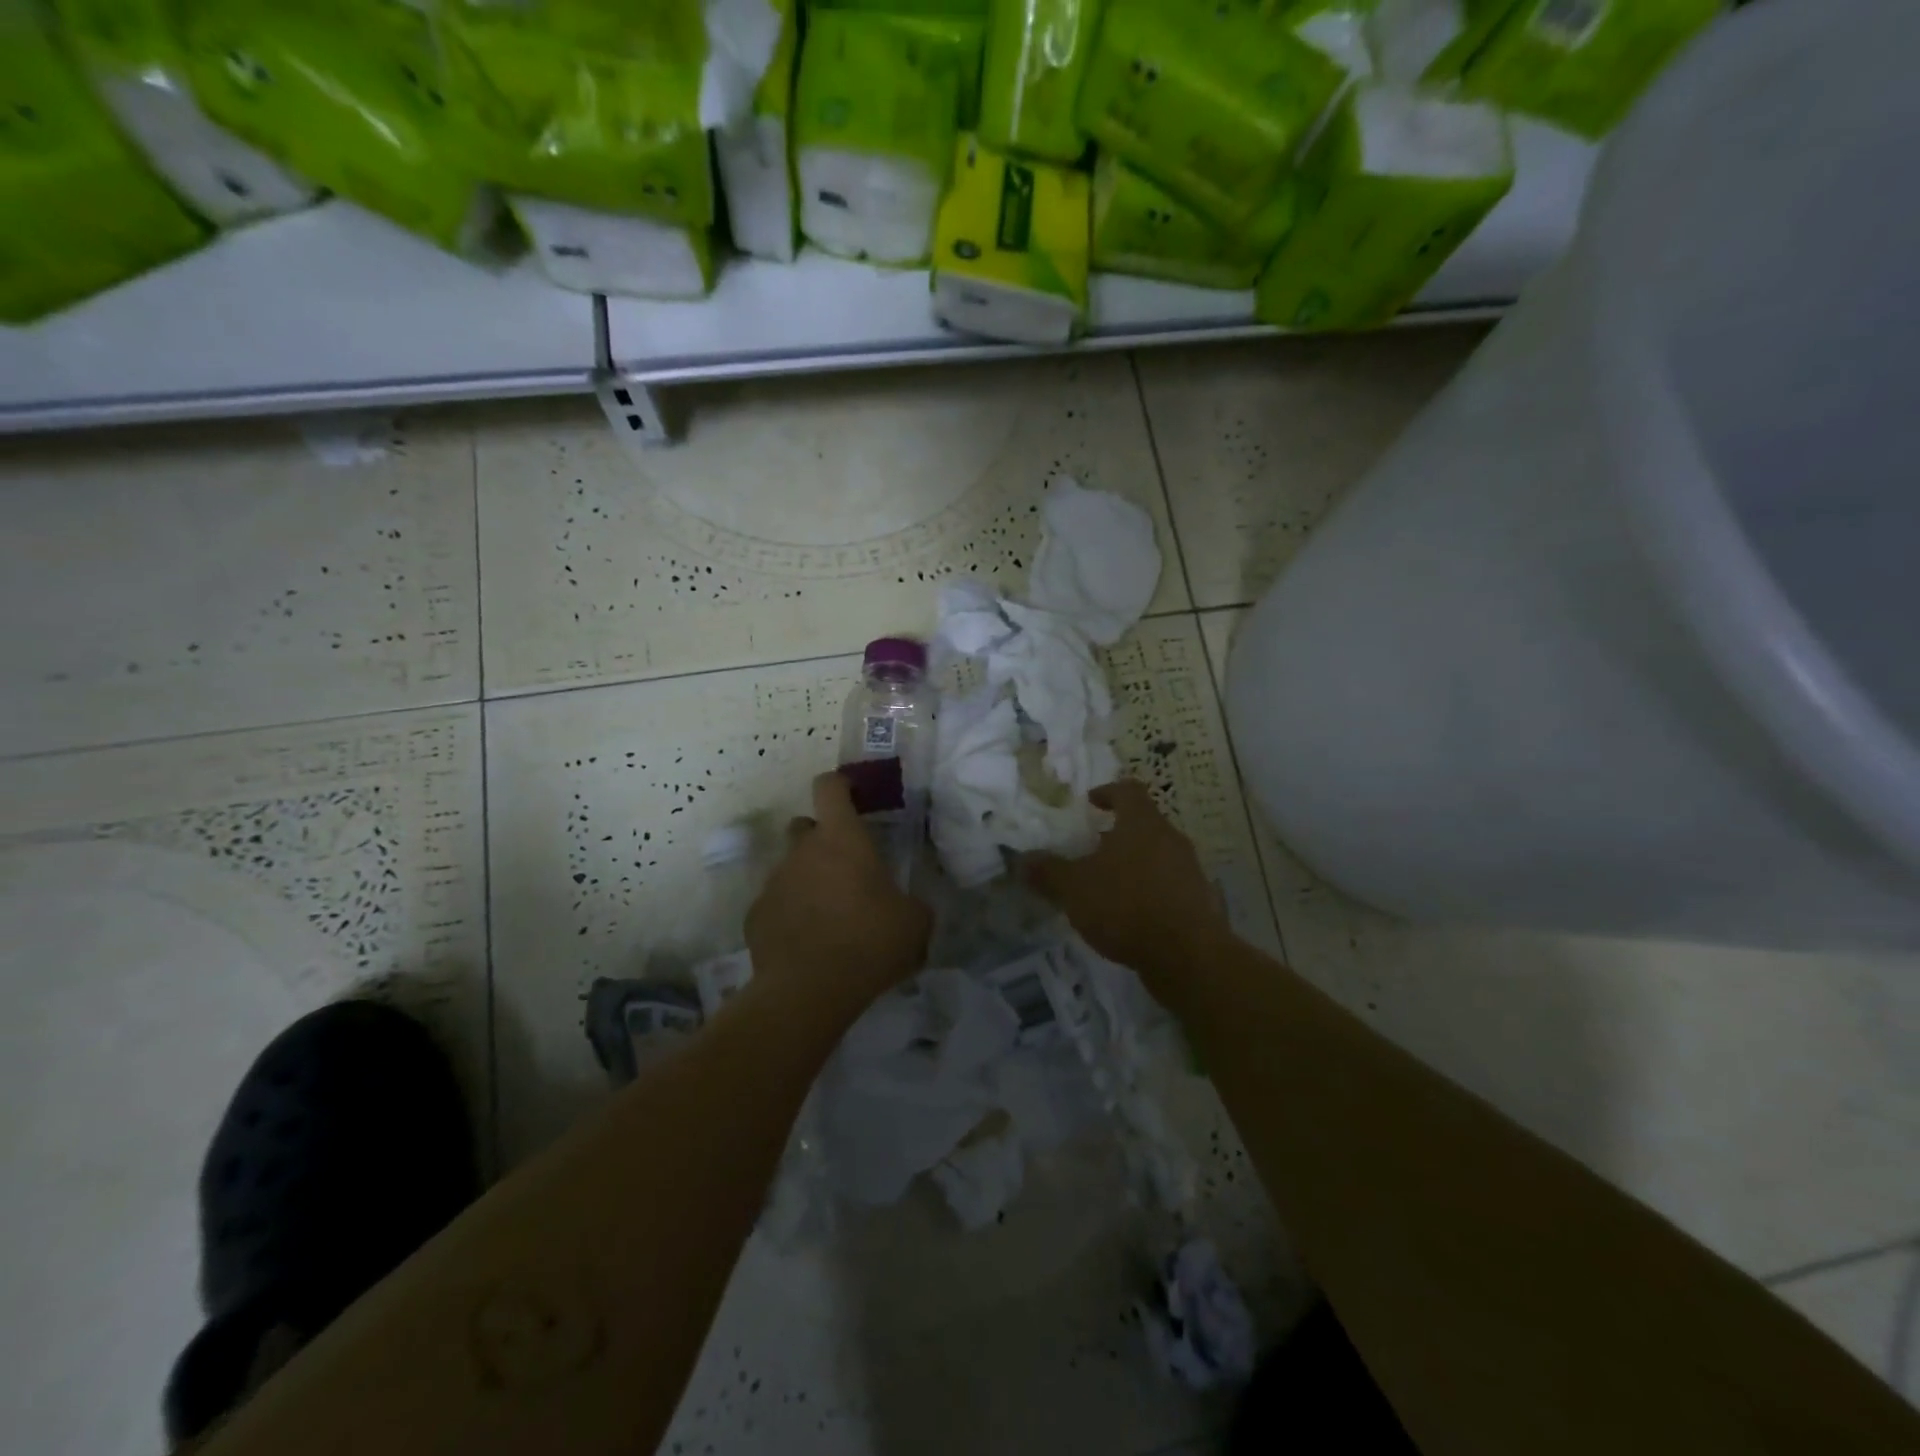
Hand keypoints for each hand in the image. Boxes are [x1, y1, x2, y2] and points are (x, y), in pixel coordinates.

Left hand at [745, 772, 931, 1007]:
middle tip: (844, 869)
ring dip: (807, 881)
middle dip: (821, 839)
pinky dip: (789, 914)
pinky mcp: (755, 916)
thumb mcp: (915, 923)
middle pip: (804, 826)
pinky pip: (775, 904)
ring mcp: (773, 882)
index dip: (839, 785)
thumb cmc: (869, 942)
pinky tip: (806, 942)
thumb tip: (909, 908)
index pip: (830, 787)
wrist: (809, 990)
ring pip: (790, 868)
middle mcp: (802, 851)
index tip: (851, 795)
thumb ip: (912, 904)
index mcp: (841, 838)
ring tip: (828, 917)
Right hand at [1025, 780, 1231, 982]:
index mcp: (1142, 823)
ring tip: (1104, 885)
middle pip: (1143, 824)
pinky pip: (1167, 885)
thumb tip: (1022, 859)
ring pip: (1156, 855)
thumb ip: (1048, 871)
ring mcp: (1188, 870)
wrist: (1187, 956)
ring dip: (1132, 864)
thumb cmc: (1126, 905)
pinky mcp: (1197, 902)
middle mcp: (1170, 839)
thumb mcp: (1074, 888)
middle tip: (1089, 848)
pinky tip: (1127, 915)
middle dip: (1116, 834)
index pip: (1128, 790)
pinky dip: (1146, 891)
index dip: (1108, 792)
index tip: (1090, 802)